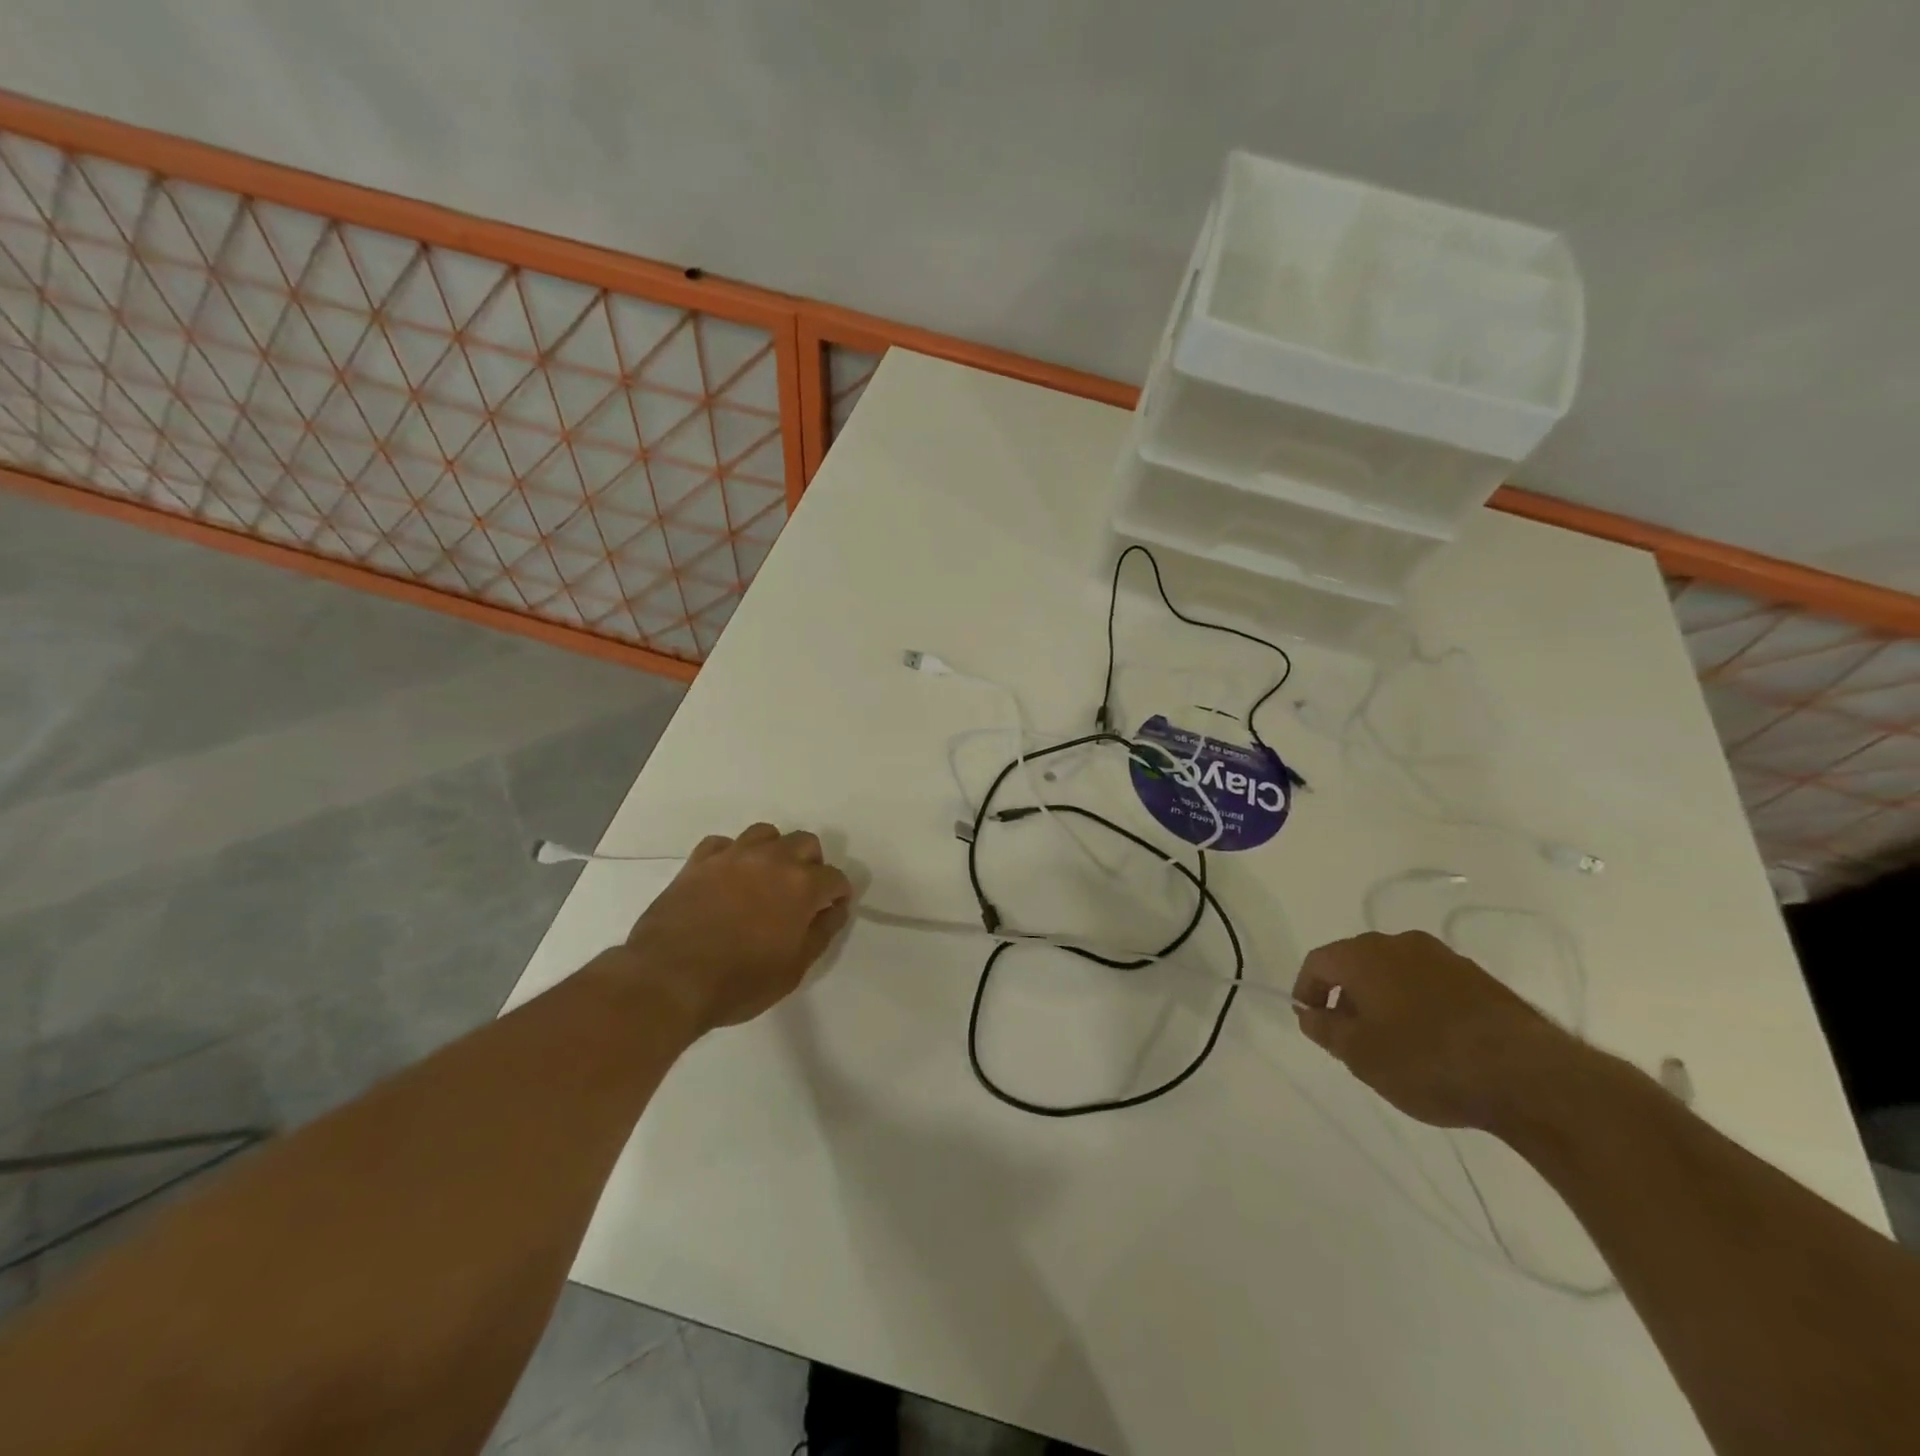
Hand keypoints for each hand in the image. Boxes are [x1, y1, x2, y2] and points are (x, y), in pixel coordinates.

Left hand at [623, 823, 853, 1033]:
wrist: (669, 979)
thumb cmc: (739, 982)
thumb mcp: (795, 969)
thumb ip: (822, 932)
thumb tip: (836, 908)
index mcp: (802, 885)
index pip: (835, 877)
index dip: (837, 895)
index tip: (830, 911)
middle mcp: (772, 859)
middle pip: (805, 843)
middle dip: (811, 864)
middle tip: (800, 895)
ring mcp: (733, 855)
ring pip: (765, 834)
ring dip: (773, 852)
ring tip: (765, 879)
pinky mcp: (698, 860)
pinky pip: (723, 844)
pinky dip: (731, 855)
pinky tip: (727, 877)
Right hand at [1291, 930, 1582, 1130]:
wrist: (1527, 1076)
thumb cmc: (1426, 1061)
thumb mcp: (1360, 1054)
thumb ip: (1325, 1029)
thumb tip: (1307, 1013)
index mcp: (1364, 955)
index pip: (1319, 962)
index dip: (1307, 990)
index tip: (1311, 1021)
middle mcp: (1400, 944)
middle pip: (1358, 962)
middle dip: (1347, 994)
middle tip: (1349, 1034)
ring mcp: (1445, 958)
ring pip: (1396, 972)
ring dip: (1385, 998)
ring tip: (1392, 1041)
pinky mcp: (1480, 979)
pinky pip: (1431, 984)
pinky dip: (1419, 1003)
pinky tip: (1432, 1041)